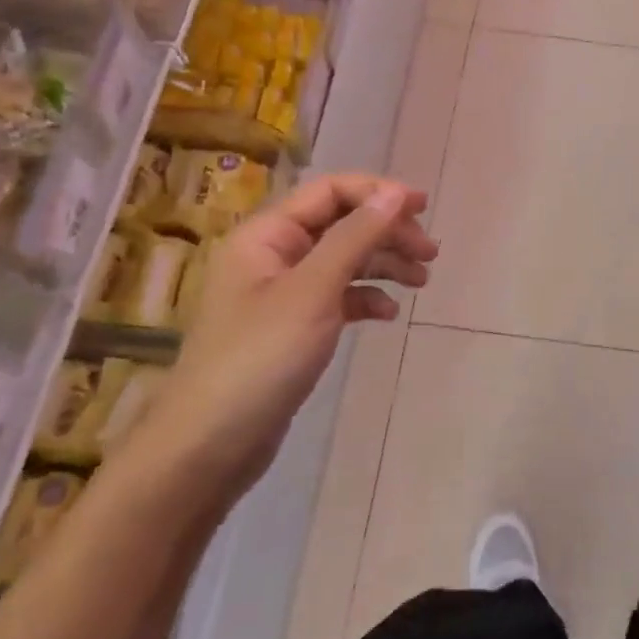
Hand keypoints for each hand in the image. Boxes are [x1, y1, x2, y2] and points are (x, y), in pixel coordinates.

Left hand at [140, 175, 436, 501]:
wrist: (209, 447)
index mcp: (267, 235)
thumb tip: (396, 193)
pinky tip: (388, 314)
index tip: (423, 207)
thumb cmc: (260, 359)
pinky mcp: (292, 327)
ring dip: (384, 264)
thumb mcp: (314, 290)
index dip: (378, 192)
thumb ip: (356, 237)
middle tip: (430, 253)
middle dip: (387, 232)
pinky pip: (337, 296)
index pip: (330, 192)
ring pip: (343, 260)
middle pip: (341, 224)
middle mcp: (273, 255)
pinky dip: (366, 298)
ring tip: (422, 281)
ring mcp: (281, 293)